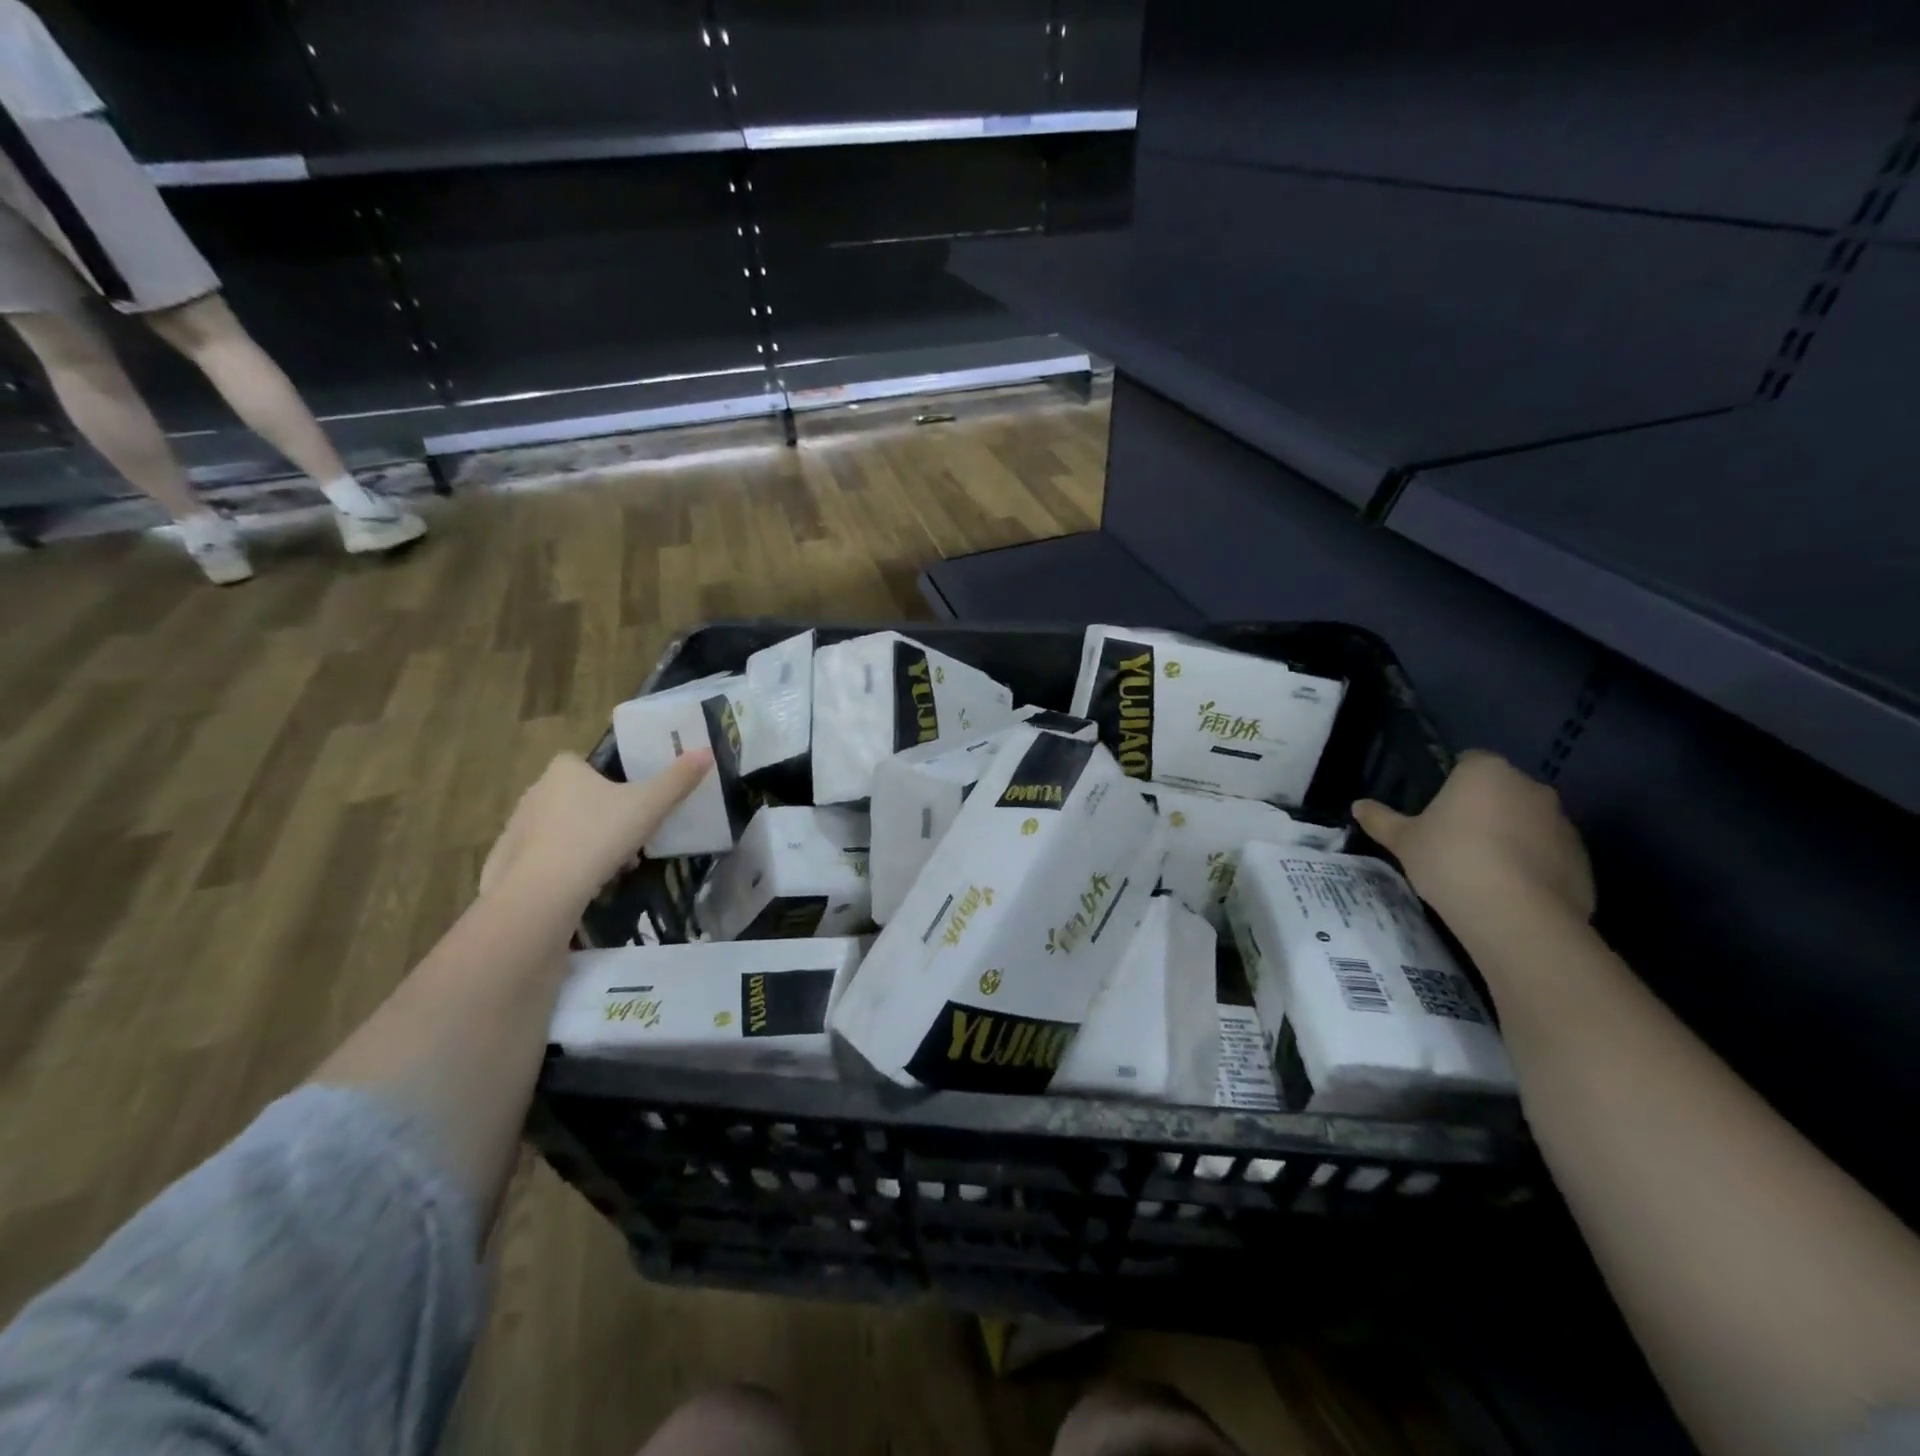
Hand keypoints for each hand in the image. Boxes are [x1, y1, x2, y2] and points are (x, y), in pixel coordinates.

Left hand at [480, 750, 711, 908]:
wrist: (544, 890)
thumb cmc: (599, 835)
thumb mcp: (650, 806)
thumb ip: (678, 779)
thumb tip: (707, 751)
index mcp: (564, 770)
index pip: (583, 763)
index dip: (608, 780)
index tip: (629, 803)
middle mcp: (535, 790)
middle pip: (575, 796)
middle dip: (600, 816)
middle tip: (627, 839)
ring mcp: (516, 826)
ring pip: (560, 828)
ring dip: (584, 842)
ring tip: (610, 868)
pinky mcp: (506, 860)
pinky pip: (541, 857)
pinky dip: (560, 866)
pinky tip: (580, 885)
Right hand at [1352, 750, 1594, 928]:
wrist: (1516, 916)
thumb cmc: (1451, 861)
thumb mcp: (1403, 841)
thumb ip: (1381, 820)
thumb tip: (1358, 806)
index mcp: (1486, 772)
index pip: (1469, 760)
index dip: (1451, 782)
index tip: (1436, 808)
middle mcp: (1530, 787)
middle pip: (1501, 789)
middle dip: (1483, 807)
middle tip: (1454, 838)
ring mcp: (1563, 823)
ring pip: (1528, 821)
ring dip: (1510, 835)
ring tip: (1483, 869)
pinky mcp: (1582, 859)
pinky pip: (1549, 853)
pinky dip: (1532, 864)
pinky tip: (1509, 890)